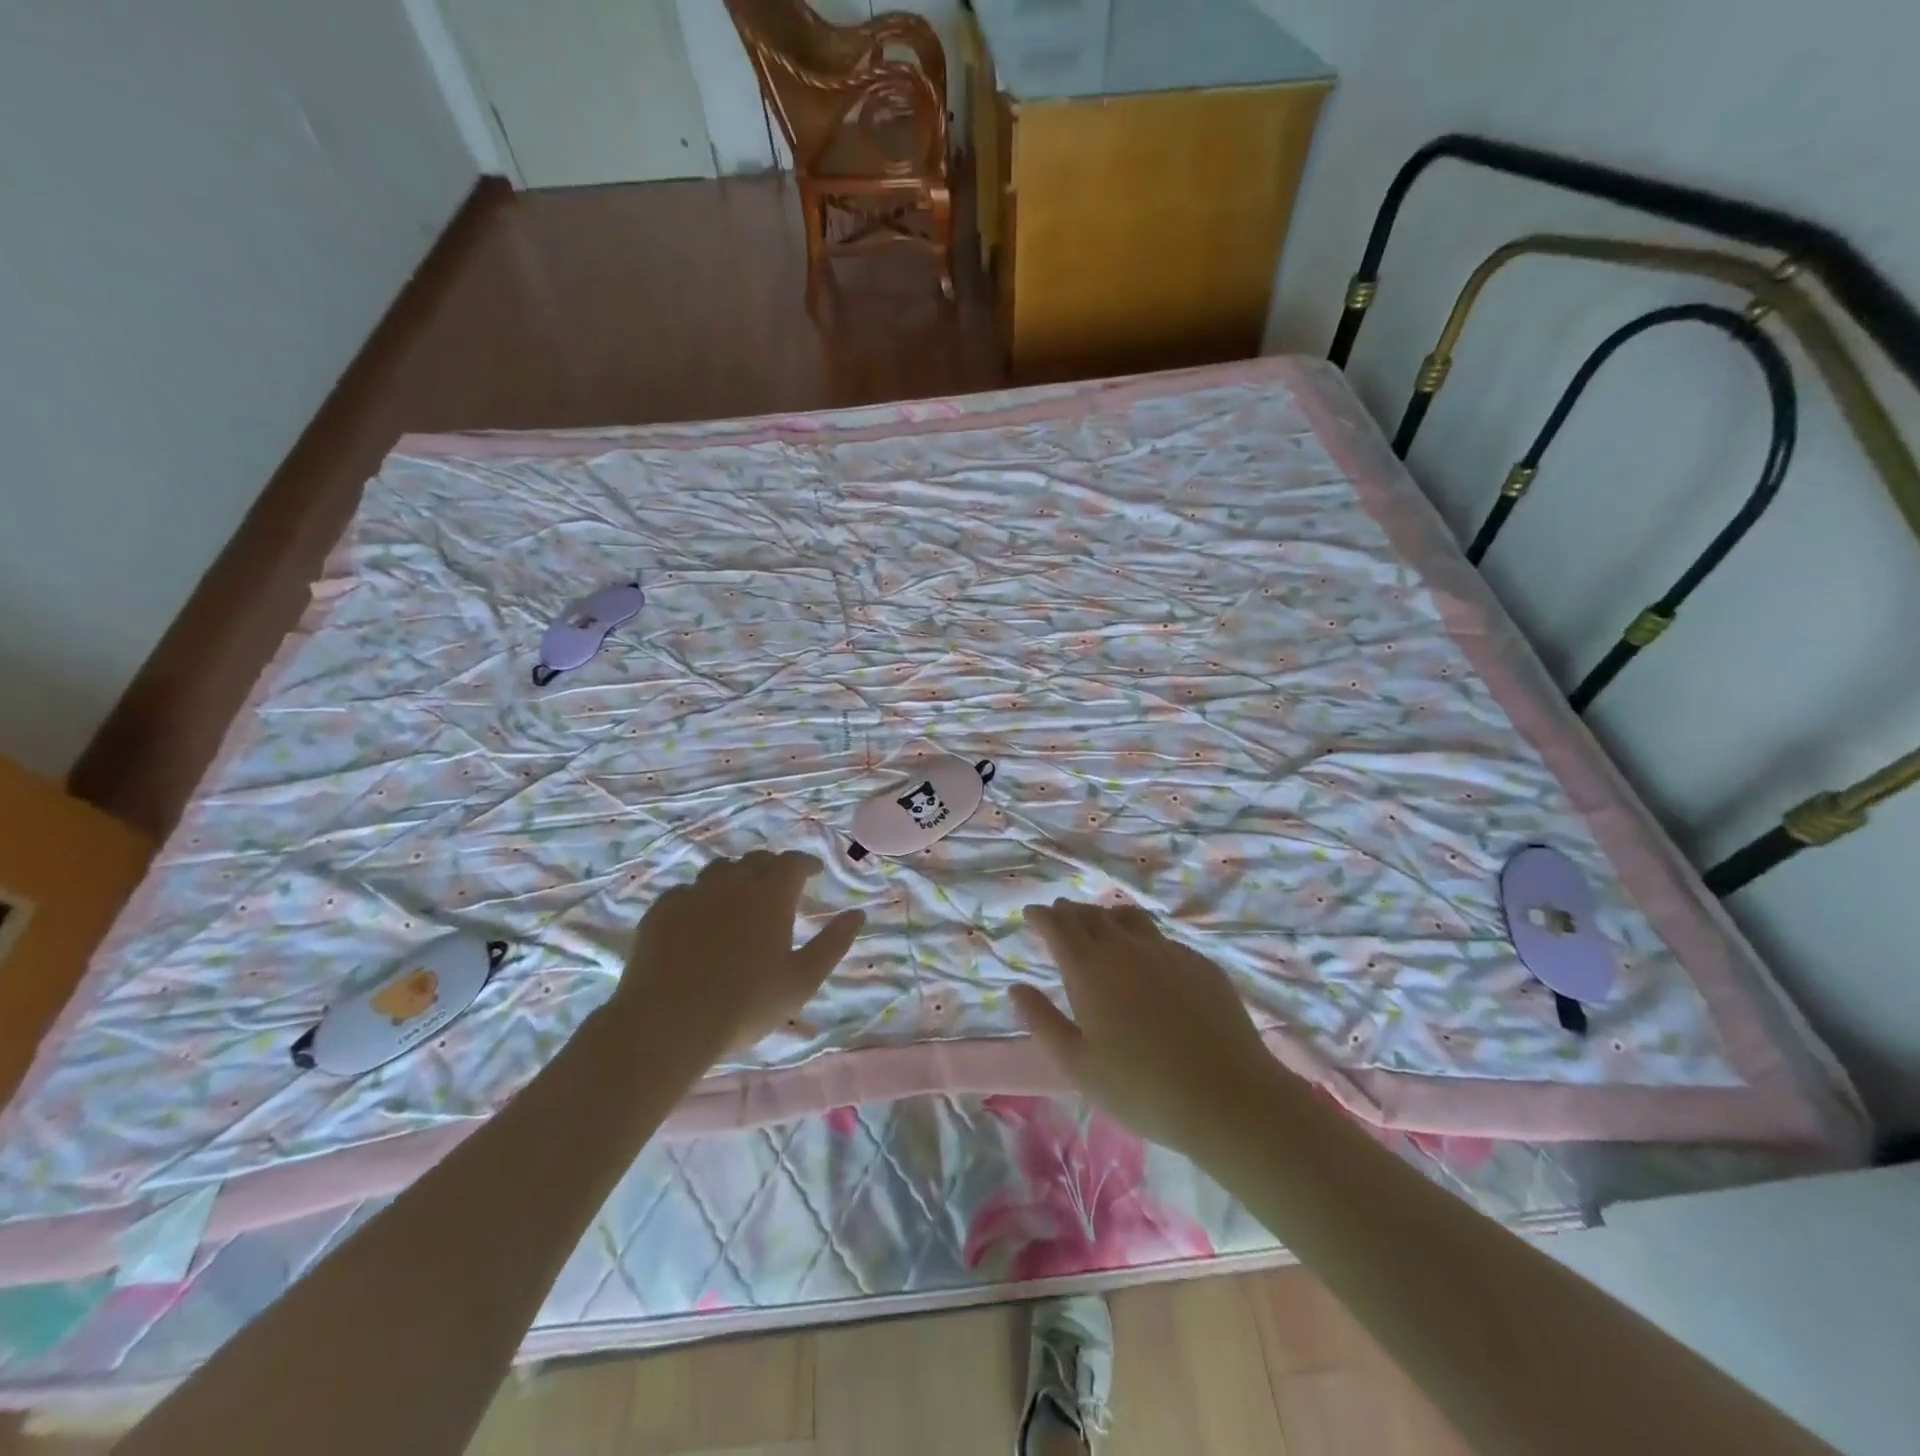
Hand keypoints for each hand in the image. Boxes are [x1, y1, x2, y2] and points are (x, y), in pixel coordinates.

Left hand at [616, 851, 864, 1055]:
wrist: (668, 1022)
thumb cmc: (747, 1002)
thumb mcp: (803, 979)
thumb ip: (833, 943)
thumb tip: (858, 914)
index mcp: (772, 892)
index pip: (794, 862)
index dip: (807, 864)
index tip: (815, 873)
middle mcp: (733, 881)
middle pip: (757, 860)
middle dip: (773, 868)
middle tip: (780, 888)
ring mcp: (693, 892)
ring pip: (719, 870)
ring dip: (735, 878)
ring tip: (739, 900)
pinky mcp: (660, 910)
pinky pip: (686, 892)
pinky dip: (700, 898)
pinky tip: (699, 920)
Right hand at [1011, 900, 1282, 1159]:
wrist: (1227, 1096)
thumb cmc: (1141, 1088)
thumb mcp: (1078, 1065)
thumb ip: (1042, 1021)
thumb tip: (1016, 988)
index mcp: (1089, 969)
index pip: (1058, 926)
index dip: (1042, 916)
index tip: (1032, 913)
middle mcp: (1125, 948)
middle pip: (1091, 915)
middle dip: (1070, 912)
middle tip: (1060, 916)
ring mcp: (1167, 951)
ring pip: (1128, 918)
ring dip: (1106, 916)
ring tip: (1100, 924)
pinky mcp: (1199, 963)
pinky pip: (1161, 938)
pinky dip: (1141, 937)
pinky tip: (1147, 957)